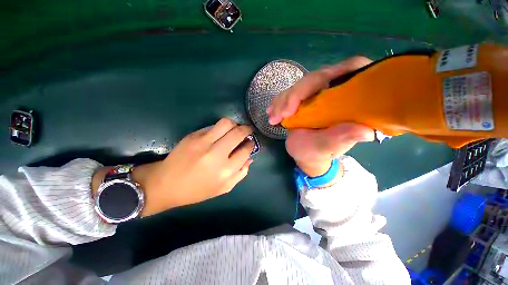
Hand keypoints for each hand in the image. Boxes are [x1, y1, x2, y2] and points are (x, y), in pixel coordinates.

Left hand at [93, 118, 254, 216]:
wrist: (166, 184)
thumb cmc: (197, 190)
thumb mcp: (223, 188)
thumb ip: (240, 173)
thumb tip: (250, 158)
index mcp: (226, 170)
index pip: (246, 150)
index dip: (251, 144)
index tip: (250, 142)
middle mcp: (217, 154)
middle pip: (239, 133)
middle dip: (247, 130)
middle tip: (248, 131)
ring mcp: (203, 142)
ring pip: (227, 123)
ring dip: (235, 124)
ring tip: (235, 129)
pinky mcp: (193, 136)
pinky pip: (213, 126)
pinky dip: (221, 128)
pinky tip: (220, 134)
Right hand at [267, 57, 374, 176]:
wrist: (305, 153)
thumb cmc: (319, 152)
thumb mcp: (330, 147)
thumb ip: (343, 138)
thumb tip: (367, 131)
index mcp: (353, 99)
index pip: (348, 70)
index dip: (323, 77)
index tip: (297, 103)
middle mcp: (338, 90)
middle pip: (317, 78)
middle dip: (294, 95)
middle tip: (280, 115)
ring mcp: (319, 93)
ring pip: (300, 85)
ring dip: (283, 100)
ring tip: (273, 118)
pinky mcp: (305, 97)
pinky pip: (291, 93)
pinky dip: (279, 102)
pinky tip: (271, 111)